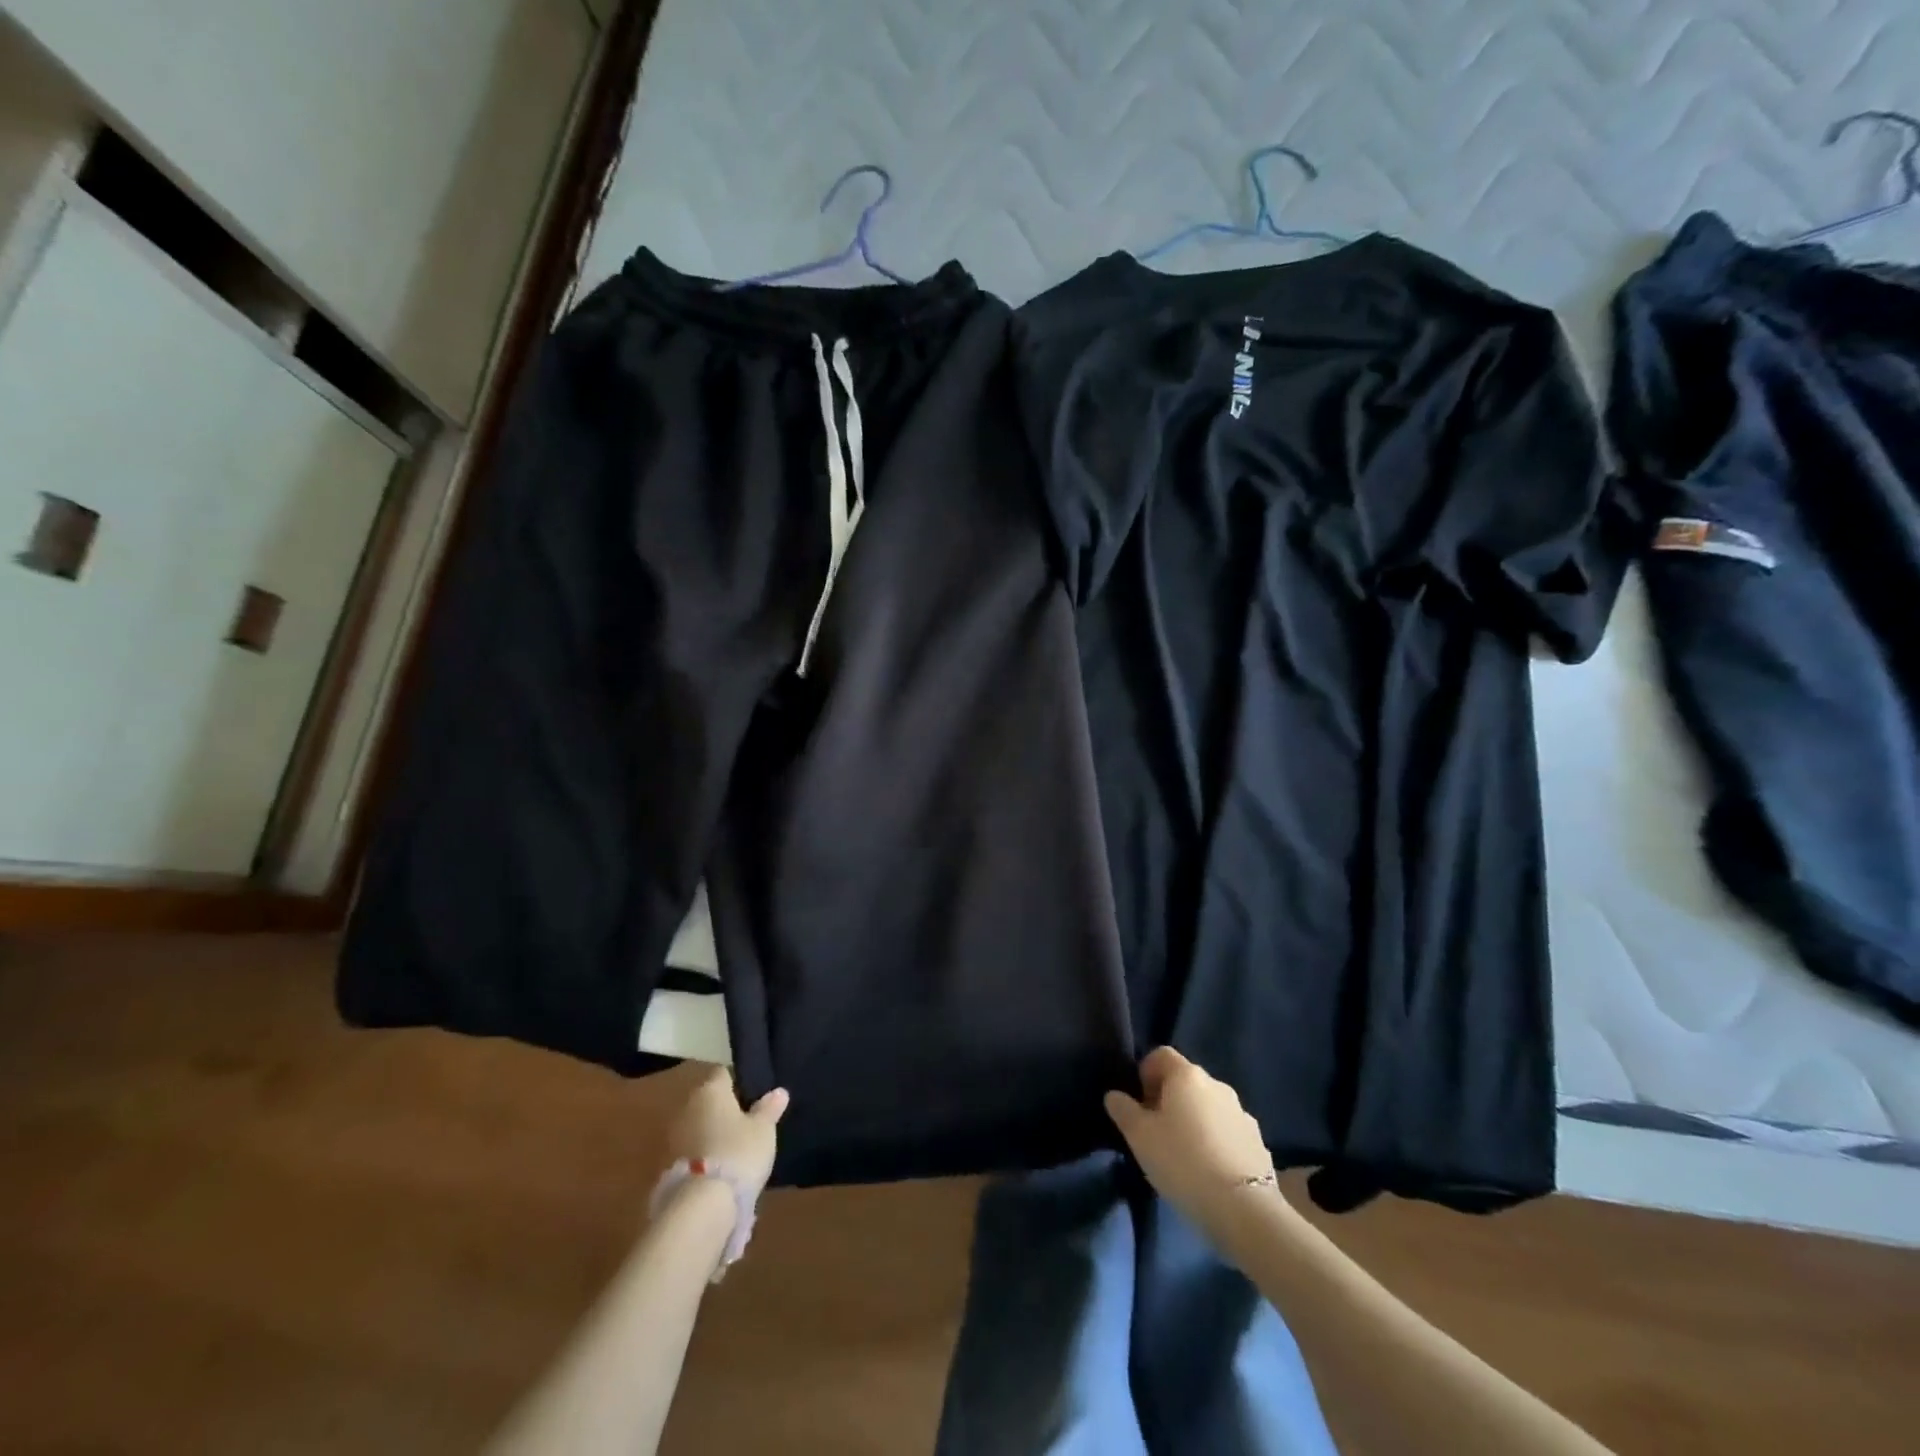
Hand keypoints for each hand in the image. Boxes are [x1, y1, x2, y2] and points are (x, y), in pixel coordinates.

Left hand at [668, 1067, 788, 1199]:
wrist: (700, 1205)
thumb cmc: (737, 1152)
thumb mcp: (763, 1130)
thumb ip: (769, 1109)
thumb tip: (779, 1091)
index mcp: (710, 1090)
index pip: (724, 1074)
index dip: (739, 1082)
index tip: (754, 1095)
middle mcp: (688, 1107)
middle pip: (708, 1101)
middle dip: (724, 1110)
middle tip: (747, 1123)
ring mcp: (673, 1138)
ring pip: (698, 1127)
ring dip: (712, 1134)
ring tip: (735, 1149)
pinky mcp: (667, 1167)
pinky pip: (691, 1152)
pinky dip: (703, 1156)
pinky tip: (720, 1170)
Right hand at [1105, 1047, 1291, 1255]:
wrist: (1243, 1208)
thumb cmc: (1182, 1162)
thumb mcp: (1139, 1137)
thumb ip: (1123, 1110)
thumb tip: (1115, 1095)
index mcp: (1187, 1075)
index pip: (1161, 1055)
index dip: (1145, 1073)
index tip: (1139, 1104)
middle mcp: (1216, 1084)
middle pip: (1185, 1080)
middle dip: (1168, 1098)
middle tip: (1156, 1131)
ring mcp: (1242, 1112)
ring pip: (1208, 1106)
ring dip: (1194, 1120)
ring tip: (1184, 1154)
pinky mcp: (1257, 1140)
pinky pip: (1227, 1130)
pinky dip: (1215, 1140)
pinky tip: (1209, 1169)